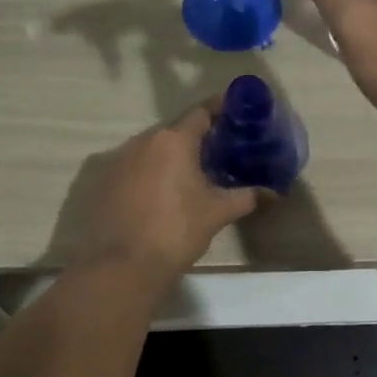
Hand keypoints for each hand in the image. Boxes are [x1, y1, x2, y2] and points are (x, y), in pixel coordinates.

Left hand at [78, 100, 265, 274]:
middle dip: (196, 138)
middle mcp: (143, 141)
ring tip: (190, 173)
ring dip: (170, 156)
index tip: (235, 112)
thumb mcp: (217, 212)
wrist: (122, 266)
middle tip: (218, 150)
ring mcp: (117, 160)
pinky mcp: (102, 182)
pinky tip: (159, 193)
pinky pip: (133, 167)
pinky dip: (149, 173)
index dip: (219, 109)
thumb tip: (274, 193)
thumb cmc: (176, 231)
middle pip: (175, 130)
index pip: (200, 112)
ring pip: (152, 149)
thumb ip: (247, 197)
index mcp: (173, 140)